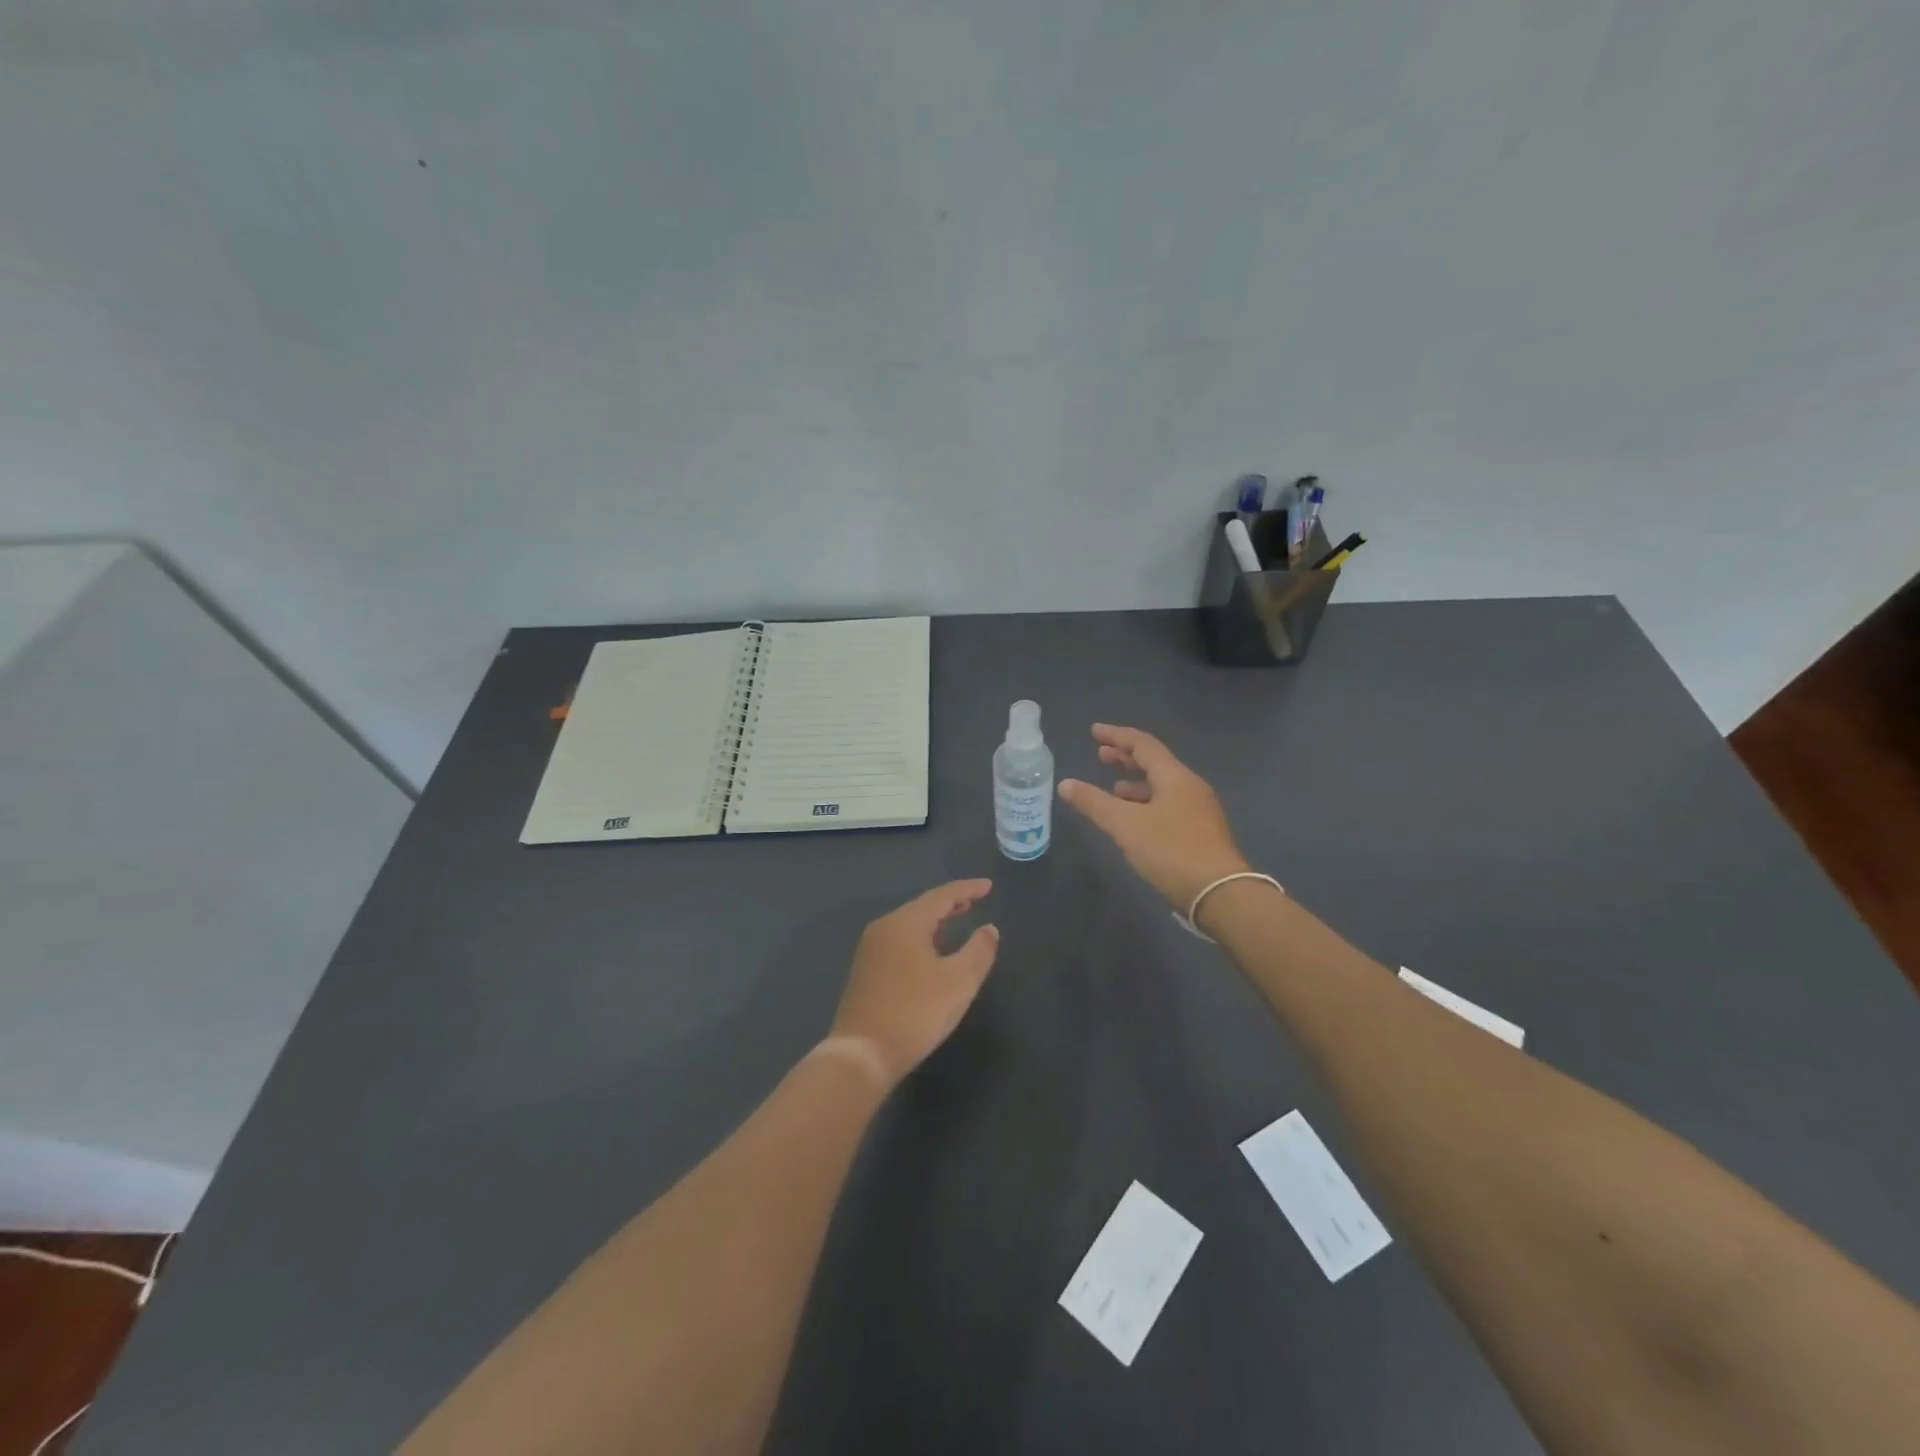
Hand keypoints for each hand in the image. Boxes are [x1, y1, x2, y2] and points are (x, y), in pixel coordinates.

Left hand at [830, 879, 999, 1087]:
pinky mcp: (865, 970)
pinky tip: (932, 952)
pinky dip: (921, 938)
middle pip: (923, 907)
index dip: (967, 889)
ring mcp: (871, 949)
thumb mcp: (959, 982)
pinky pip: (899, 941)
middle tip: (975, 901)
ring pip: (909, 924)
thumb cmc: (916, 1012)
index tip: (988, 886)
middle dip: (950, 903)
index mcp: (906, 922)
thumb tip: (989, 929)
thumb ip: (979, 951)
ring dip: (935, 922)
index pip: (942, 895)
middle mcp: (885, 927)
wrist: (863, 1053)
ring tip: (958, 922)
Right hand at [1058, 724, 1251, 909]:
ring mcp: (1198, 810)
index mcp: (1175, 777)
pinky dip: (1146, 804)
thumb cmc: (1171, 850)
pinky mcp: (1200, 833)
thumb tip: (1065, 784)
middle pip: (1155, 763)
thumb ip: (1094, 802)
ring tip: (1113, 789)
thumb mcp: (1125, 825)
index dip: (1117, 735)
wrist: (1220, 893)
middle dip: (1126, 758)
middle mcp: (1190, 787)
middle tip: (1101, 755)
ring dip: (1136, 784)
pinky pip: (1168, 805)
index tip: (1094, 732)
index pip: (1143, 745)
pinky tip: (1134, 820)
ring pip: (1162, 787)